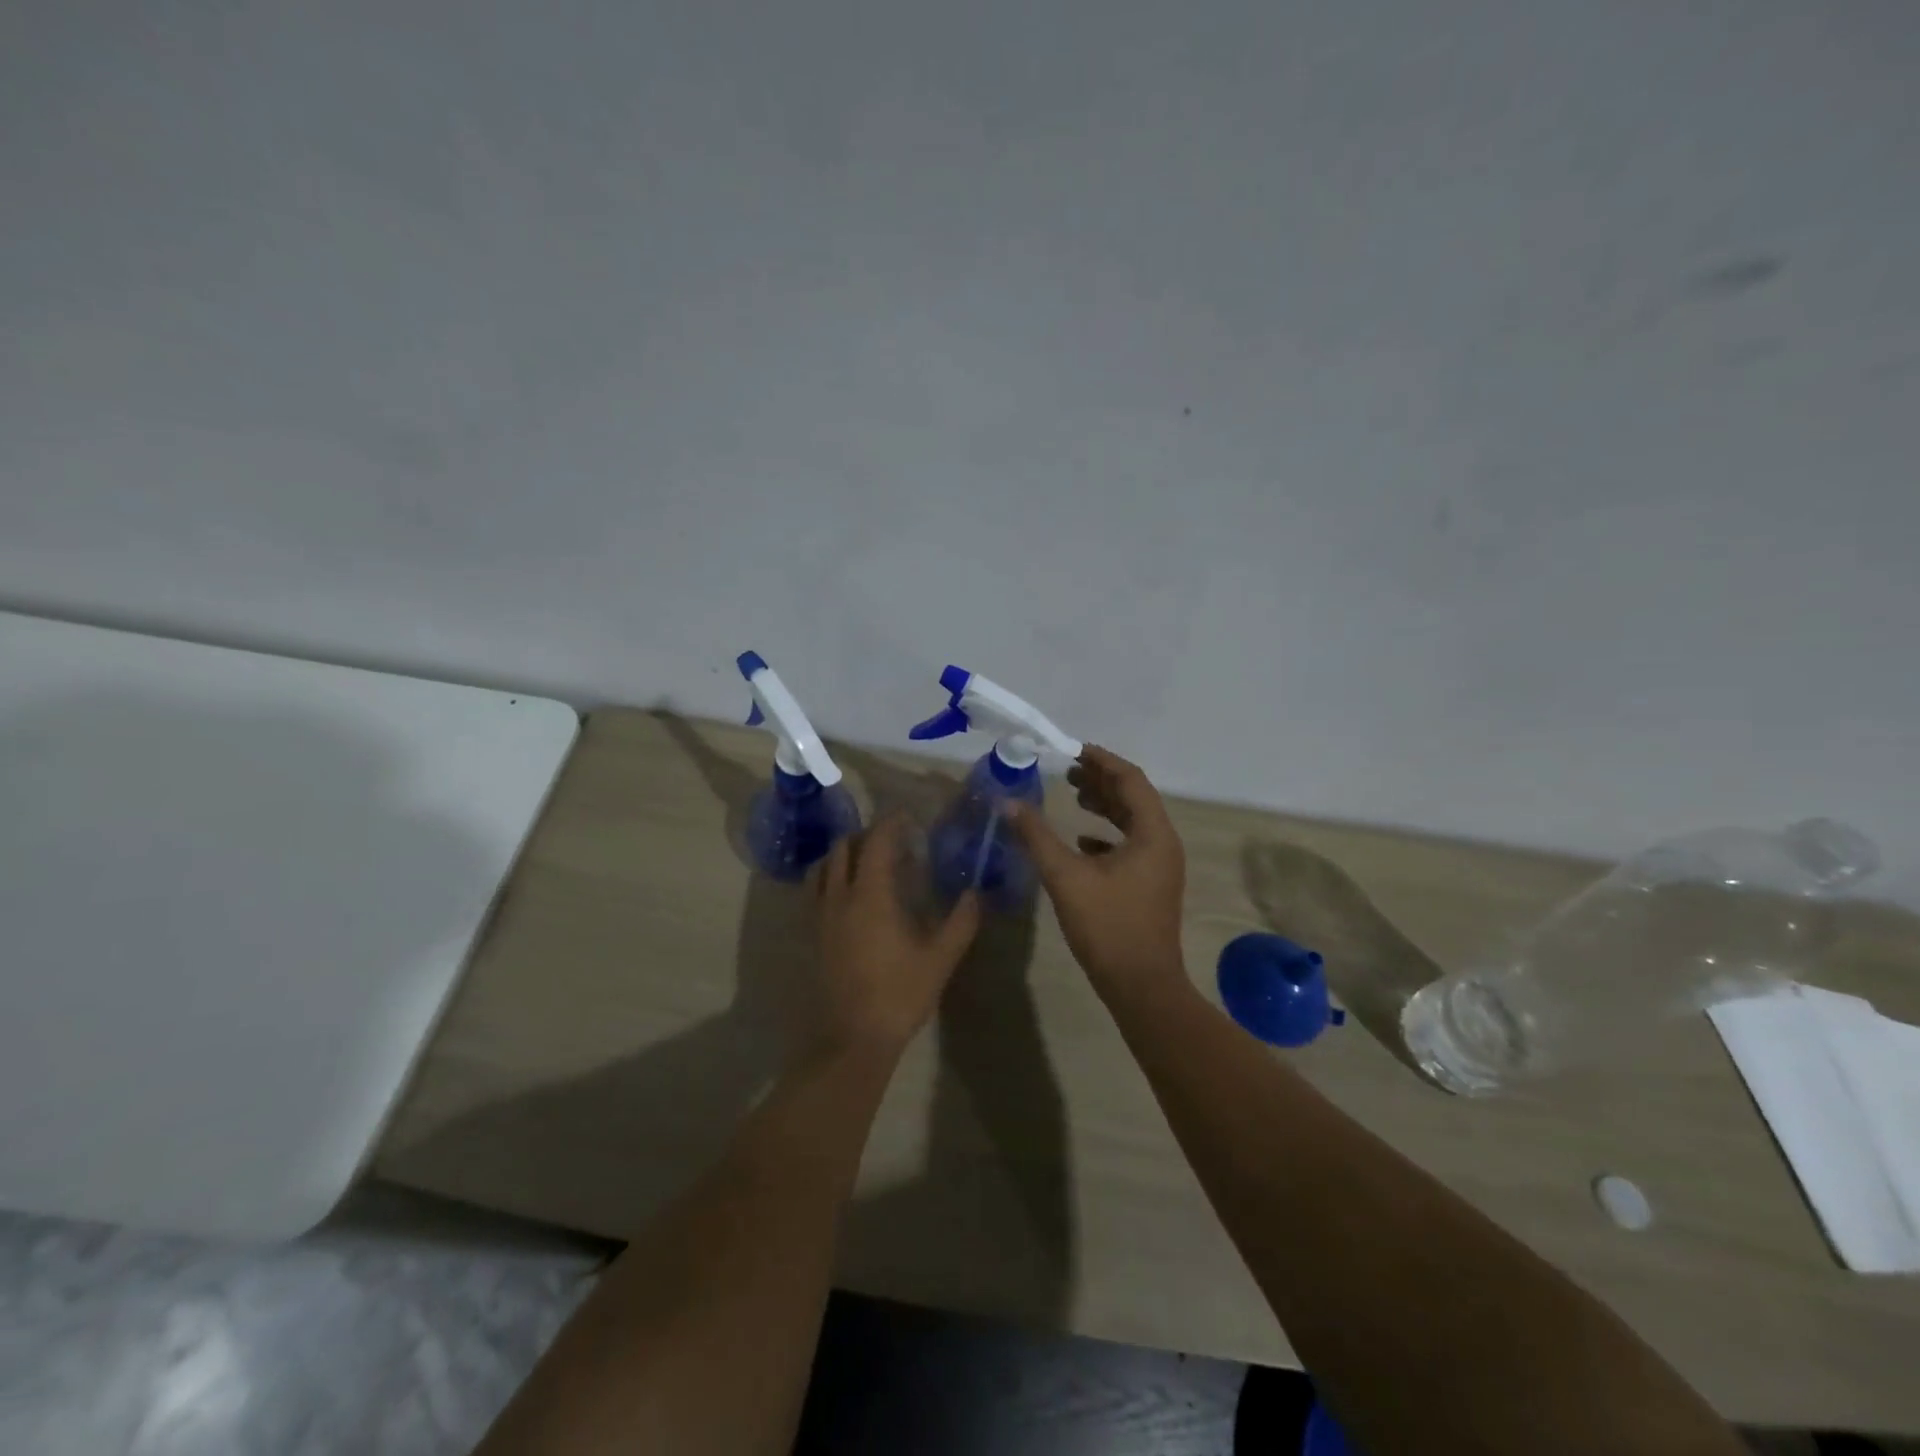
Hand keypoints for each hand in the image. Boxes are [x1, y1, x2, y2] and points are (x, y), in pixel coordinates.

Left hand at [811, 814, 981, 1062]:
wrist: (851, 1039)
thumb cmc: (899, 994)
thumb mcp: (940, 959)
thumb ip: (961, 921)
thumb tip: (977, 893)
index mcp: (871, 895)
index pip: (877, 842)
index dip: (891, 823)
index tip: (908, 817)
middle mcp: (839, 896)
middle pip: (844, 847)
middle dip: (866, 834)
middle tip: (892, 839)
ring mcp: (820, 915)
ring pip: (823, 866)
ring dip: (843, 853)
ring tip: (867, 860)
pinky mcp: (811, 934)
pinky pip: (815, 889)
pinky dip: (830, 876)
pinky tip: (848, 893)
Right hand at [1009, 746, 1186, 994]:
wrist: (1141, 986)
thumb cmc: (1108, 926)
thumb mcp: (1065, 877)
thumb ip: (1037, 836)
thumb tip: (1008, 802)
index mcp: (1152, 834)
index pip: (1130, 780)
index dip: (1102, 761)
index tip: (1073, 750)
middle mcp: (1163, 843)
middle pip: (1134, 797)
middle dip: (1102, 781)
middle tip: (1068, 771)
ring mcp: (1161, 866)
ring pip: (1134, 822)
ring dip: (1105, 806)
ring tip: (1073, 795)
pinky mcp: (1152, 885)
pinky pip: (1132, 846)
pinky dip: (1107, 835)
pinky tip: (1081, 840)